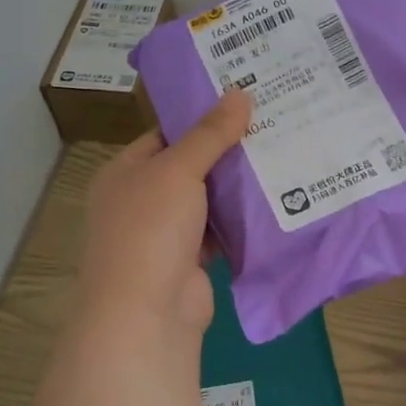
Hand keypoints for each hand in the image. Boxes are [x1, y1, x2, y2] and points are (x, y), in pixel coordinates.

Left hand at [76, 89, 252, 335]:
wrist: (146, 313)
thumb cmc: (151, 229)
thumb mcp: (179, 170)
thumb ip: (210, 134)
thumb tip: (241, 92)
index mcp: (125, 173)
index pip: (165, 134)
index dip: (201, 118)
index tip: (242, 102)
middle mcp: (141, 200)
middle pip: (189, 166)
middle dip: (226, 151)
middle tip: (272, 124)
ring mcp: (165, 234)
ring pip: (206, 200)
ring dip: (236, 187)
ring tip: (281, 155)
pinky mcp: (189, 261)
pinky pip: (218, 231)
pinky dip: (239, 221)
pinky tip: (273, 202)